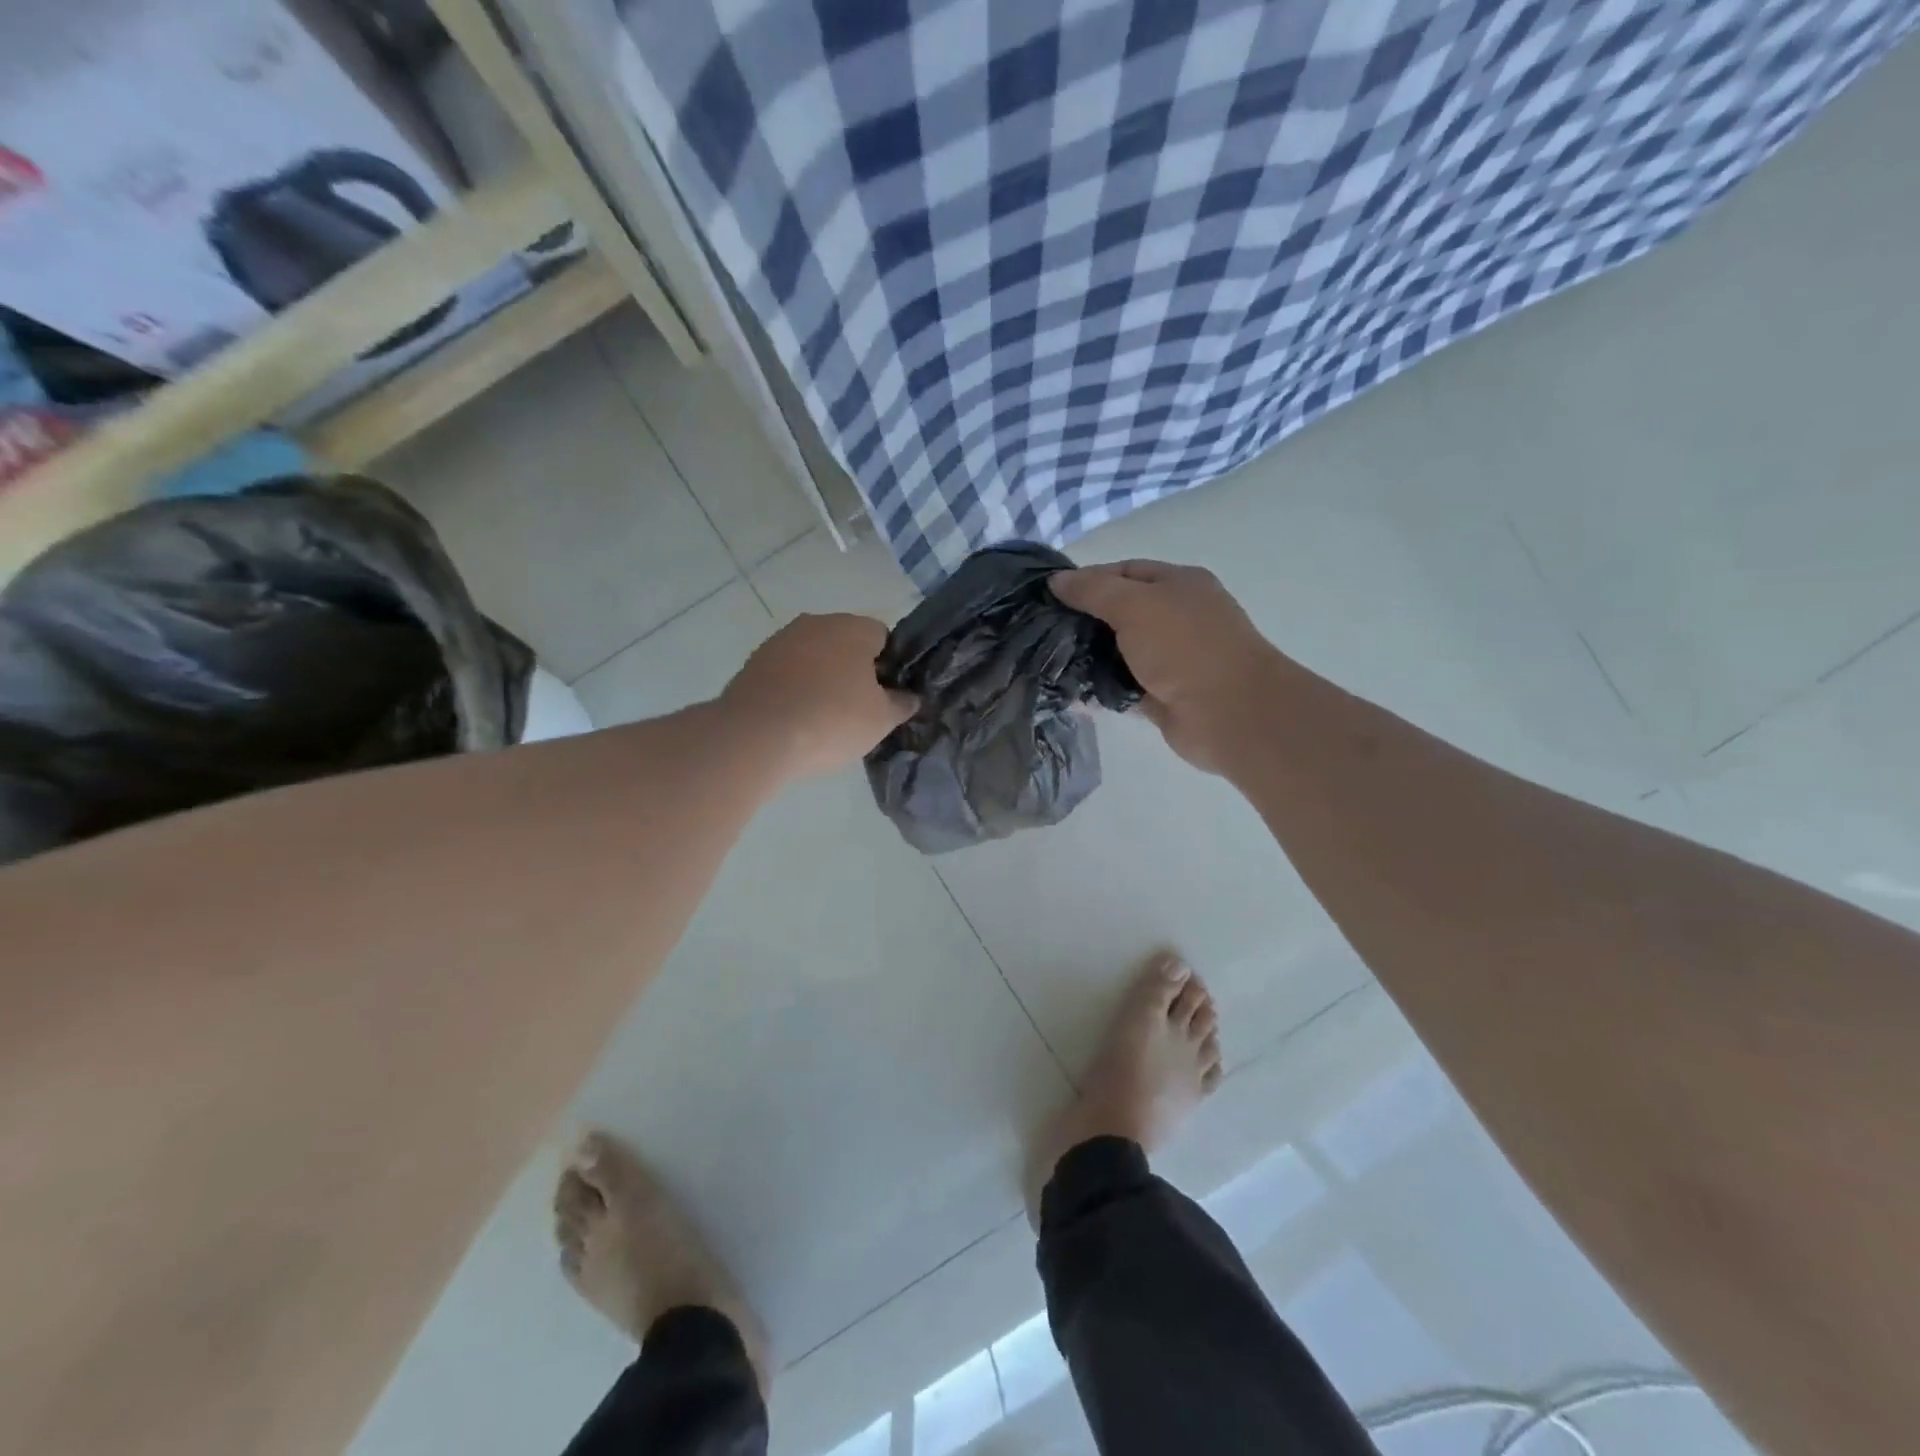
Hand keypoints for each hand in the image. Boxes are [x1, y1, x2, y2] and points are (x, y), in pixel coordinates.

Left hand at [720, 613, 916, 779]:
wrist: (757, 736)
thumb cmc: (832, 720)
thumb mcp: (881, 720)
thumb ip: (901, 704)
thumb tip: (909, 697)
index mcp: (852, 627)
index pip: (882, 637)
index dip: (889, 666)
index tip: (886, 696)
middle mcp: (815, 623)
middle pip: (845, 644)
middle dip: (853, 671)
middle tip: (858, 710)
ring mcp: (779, 641)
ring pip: (812, 657)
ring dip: (820, 679)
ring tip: (822, 719)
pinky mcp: (752, 663)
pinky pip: (785, 674)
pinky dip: (793, 691)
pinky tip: (795, 720)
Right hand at [1051, 560, 1282, 774]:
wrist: (1231, 713)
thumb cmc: (1185, 647)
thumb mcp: (1135, 605)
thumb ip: (1093, 591)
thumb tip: (1056, 581)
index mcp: (1178, 584)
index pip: (1124, 571)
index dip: (1087, 580)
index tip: (1048, 596)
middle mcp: (1177, 617)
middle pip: (1120, 612)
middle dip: (1083, 621)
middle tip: (1042, 632)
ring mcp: (1171, 659)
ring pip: (1119, 652)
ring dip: (1088, 657)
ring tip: (1047, 663)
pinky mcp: (1162, 695)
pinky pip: (1122, 687)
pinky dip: (1099, 690)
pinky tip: (1068, 693)